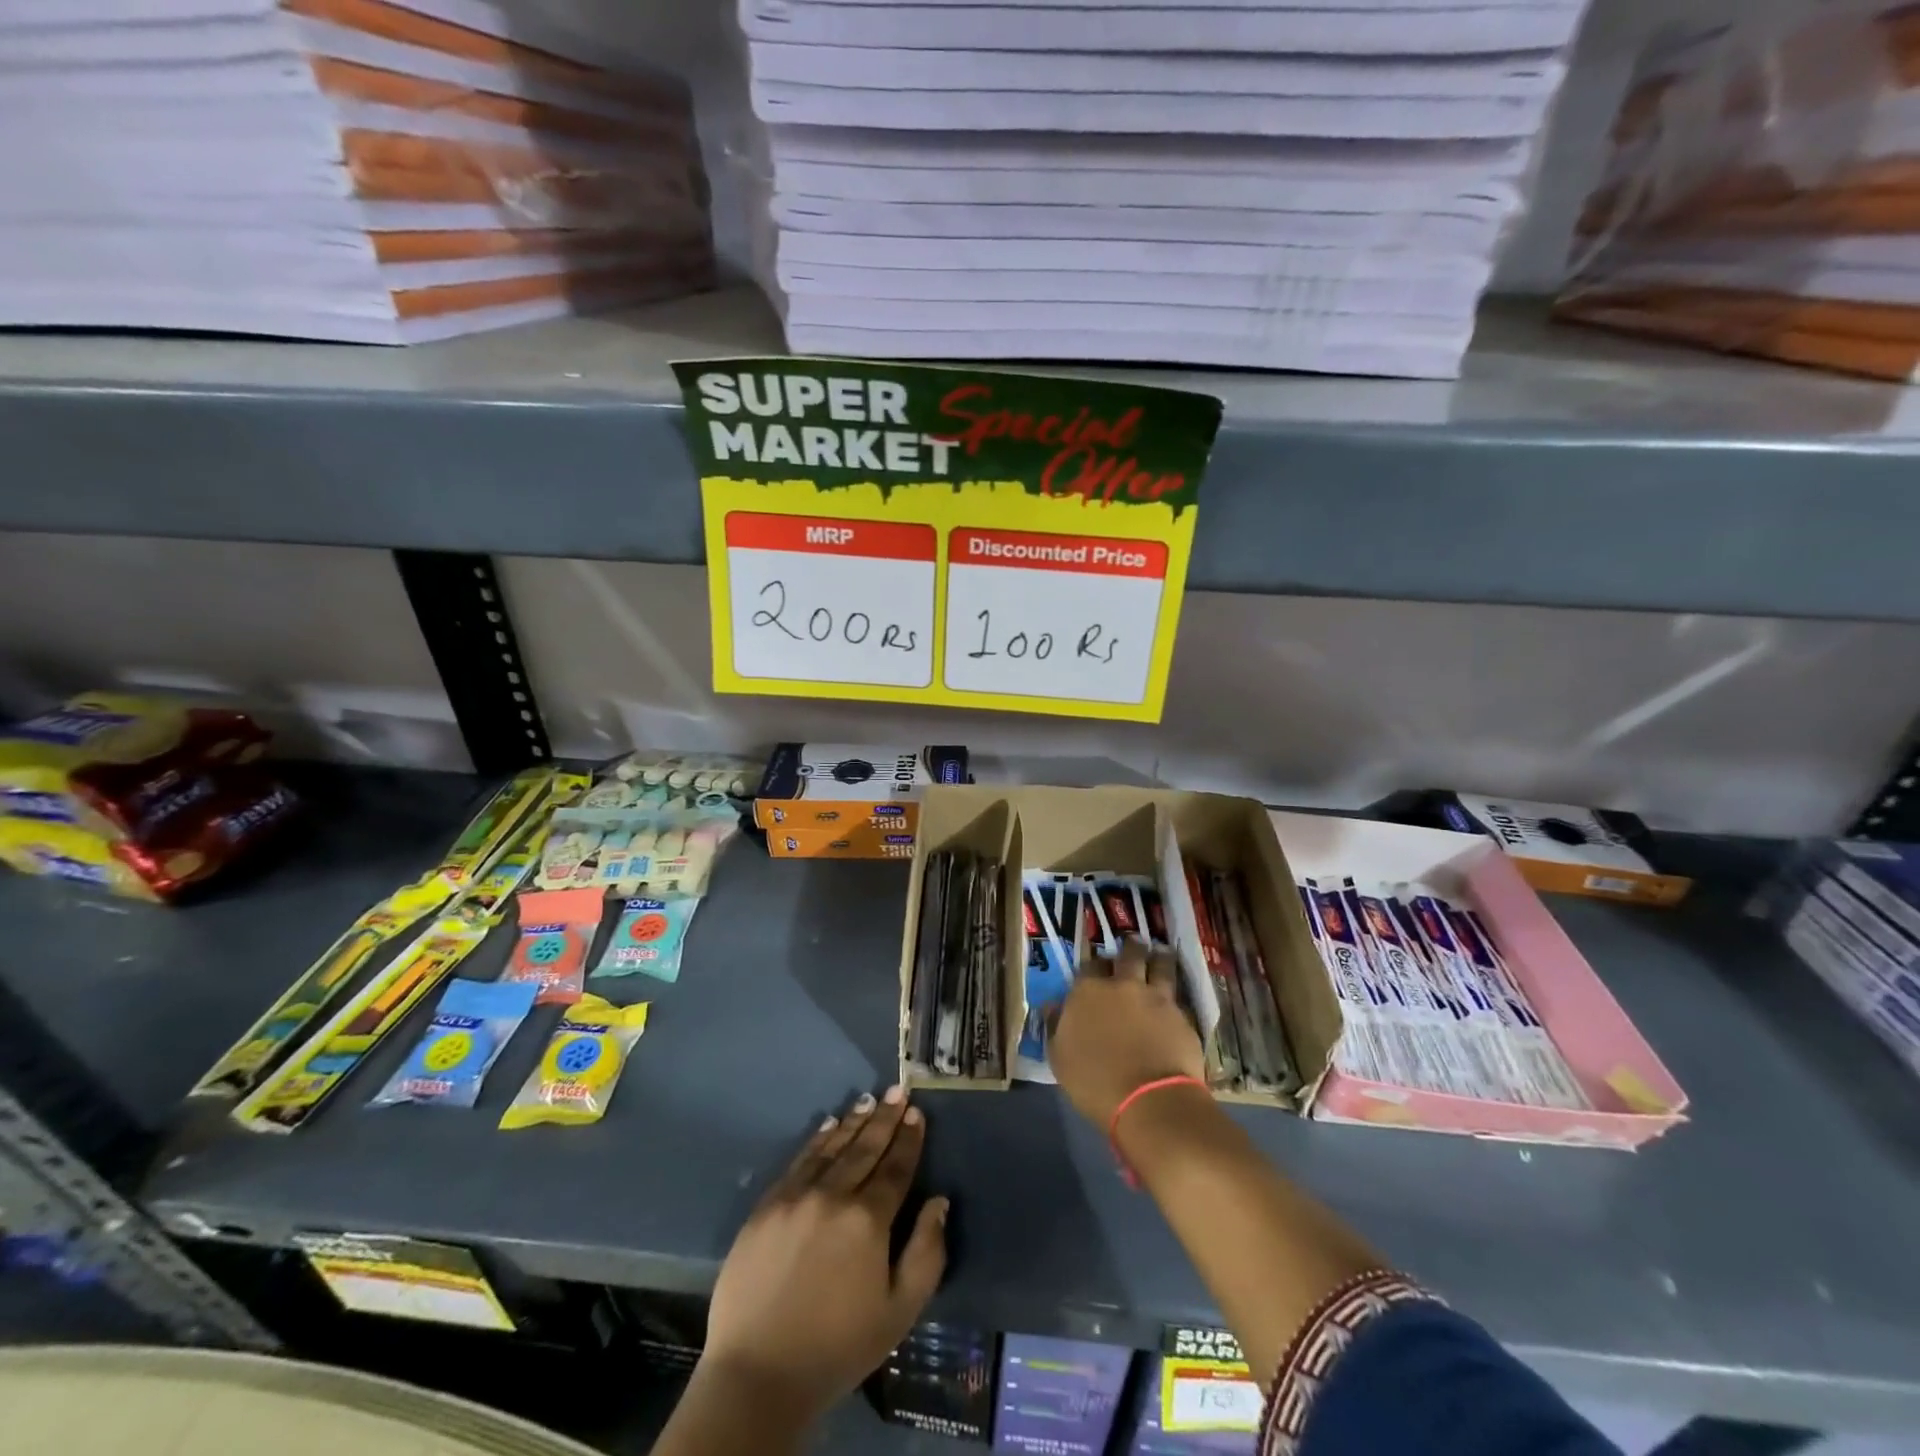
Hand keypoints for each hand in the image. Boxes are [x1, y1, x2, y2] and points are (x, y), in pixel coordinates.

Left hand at [702, 1086, 948, 1421]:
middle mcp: (833, 1196)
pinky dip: (817, 1140)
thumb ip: (926, 1253)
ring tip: (870, 1100)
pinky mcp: (766, 1206)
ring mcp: (796, 1196)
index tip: (917, 1113)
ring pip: (832, 1147)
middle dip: (886, 1118)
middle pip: (865, 1148)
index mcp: (868, 1220)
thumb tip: (938, 1201)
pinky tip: (828, 1125)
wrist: (758, 1373)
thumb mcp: (899, 1312)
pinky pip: (799, 1161)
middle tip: (899, 1090)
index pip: (895, 1168)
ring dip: (854, 1121)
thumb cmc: (837, 1347)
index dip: (909, 1139)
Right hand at [1048, 941, 1205, 1127]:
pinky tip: (1176, 998)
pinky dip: (1176, 994)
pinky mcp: (1182, 1016)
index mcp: (1088, 992)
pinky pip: (1178, 996)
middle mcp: (1123, 985)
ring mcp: (1156, 998)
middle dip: (1131, 948)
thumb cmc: (1095, 1082)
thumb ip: (1056, 1026)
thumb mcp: (1059, 1058)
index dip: (1094, 964)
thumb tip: (1053, 1006)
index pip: (1090, 964)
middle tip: (1134, 945)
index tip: (1098, 967)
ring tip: (1161, 954)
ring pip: (1161, 965)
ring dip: (1160, 958)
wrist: (1149, 1101)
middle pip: (1129, 954)